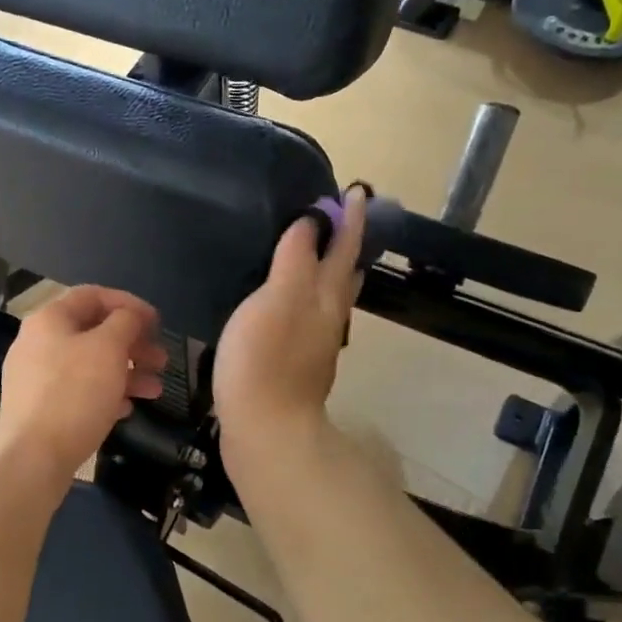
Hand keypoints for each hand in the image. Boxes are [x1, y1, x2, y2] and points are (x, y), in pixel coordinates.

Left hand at [0, 286, 168, 483]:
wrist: (32, 458)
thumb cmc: (74, 394)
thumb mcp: (108, 349)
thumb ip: (125, 322)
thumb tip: (131, 315)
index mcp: (50, 319)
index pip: (93, 295)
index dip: (129, 304)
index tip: (158, 322)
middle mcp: (38, 342)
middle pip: (93, 332)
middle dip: (133, 344)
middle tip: (162, 360)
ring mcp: (36, 377)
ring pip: (89, 364)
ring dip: (126, 372)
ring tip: (155, 390)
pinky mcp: (40, 408)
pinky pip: (78, 391)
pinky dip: (106, 394)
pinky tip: (126, 409)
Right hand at [214, 187, 366, 458]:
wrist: (265, 430)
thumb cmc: (265, 360)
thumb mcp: (276, 299)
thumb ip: (295, 259)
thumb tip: (312, 222)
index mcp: (324, 296)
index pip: (344, 247)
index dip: (350, 219)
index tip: (356, 191)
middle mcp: (327, 317)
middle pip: (344, 273)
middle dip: (346, 244)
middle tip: (340, 218)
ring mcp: (314, 344)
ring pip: (330, 297)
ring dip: (330, 271)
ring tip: (320, 254)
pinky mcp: (296, 364)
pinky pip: (309, 318)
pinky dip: (307, 298)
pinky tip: (289, 303)